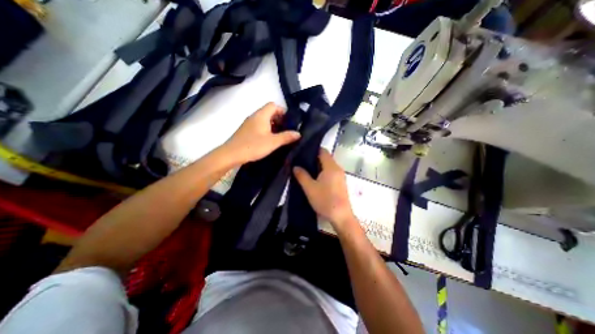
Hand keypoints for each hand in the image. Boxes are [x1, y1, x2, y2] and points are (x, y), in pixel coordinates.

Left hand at [225, 102, 302, 164]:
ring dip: (273, 125)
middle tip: (286, 130)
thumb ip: (286, 137)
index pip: (273, 105)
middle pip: (269, 112)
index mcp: (261, 115)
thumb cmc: (253, 146)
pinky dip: (266, 130)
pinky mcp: (246, 131)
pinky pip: (258, 126)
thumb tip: (298, 133)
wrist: (231, 154)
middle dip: (279, 119)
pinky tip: (269, 140)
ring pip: (264, 120)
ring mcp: (249, 123)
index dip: (283, 111)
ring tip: (279, 136)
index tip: (289, 122)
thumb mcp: (273, 142)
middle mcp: (254, 116)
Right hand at [293, 147, 351, 230]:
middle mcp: (338, 168)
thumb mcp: (310, 188)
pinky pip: (331, 173)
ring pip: (328, 166)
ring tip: (306, 170)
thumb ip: (302, 175)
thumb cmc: (325, 200)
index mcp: (331, 166)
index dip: (313, 150)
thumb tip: (296, 166)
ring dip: (318, 167)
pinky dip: (323, 173)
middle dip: (314, 159)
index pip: (323, 151)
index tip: (302, 152)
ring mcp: (340, 176)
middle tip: (301, 162)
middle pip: (325, 158)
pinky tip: (315, 179)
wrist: (341, 217)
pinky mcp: (341, 183)